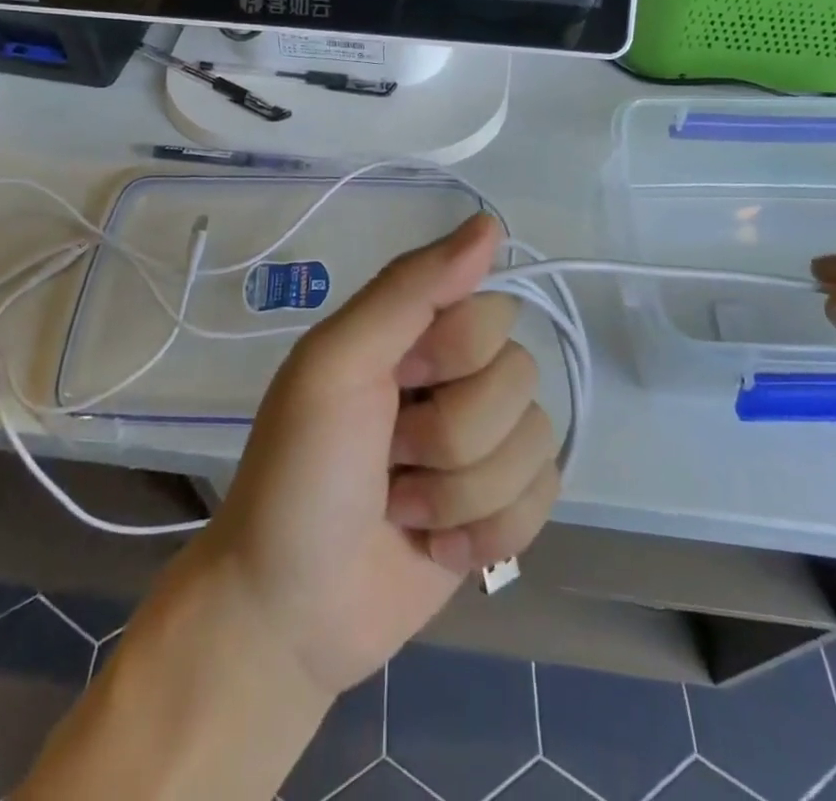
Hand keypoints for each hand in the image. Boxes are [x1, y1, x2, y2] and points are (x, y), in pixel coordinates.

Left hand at [194, 212, 559, 697]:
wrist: (290, 612)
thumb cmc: (301, 474)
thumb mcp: (337, 363)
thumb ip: (409, 288)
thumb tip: (490, 223)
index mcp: (416, 331)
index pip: (492, 309)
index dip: (454, 355)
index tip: (399, 382)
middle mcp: (456, 375)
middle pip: (520, 375)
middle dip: (452, 434)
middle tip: (390, 456)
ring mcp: (483, 442)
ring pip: (536, 440)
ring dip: (464, 492)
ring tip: (405, 507)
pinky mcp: (503, 505)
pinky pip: (545, 495)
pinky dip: (489, 532)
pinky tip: (437, 545)